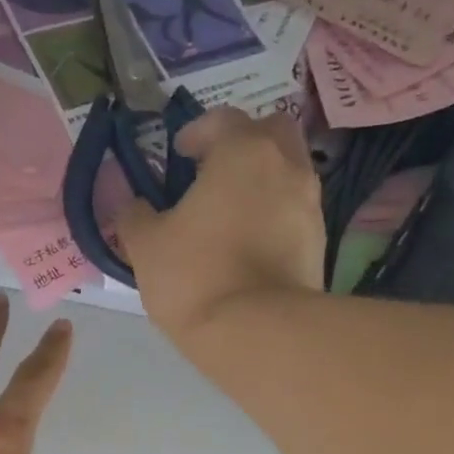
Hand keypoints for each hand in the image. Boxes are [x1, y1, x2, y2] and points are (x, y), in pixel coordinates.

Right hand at [116, 107, 323, 344]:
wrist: (257, 333)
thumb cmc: (195, 276)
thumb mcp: (146, 246)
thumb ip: (135, 216)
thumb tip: (133, 206)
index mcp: (243, 152)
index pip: (223, 119)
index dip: (197, 131)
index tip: (179, 152)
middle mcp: (286, 166)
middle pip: (271, 132)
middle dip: (244, 143)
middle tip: (215, 170)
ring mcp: (310, 204)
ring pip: (289, 172)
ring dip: (263, 180)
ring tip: (232, 211)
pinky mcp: (319, 242)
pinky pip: (295, 211)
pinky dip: (275, 214)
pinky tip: (251, 243)